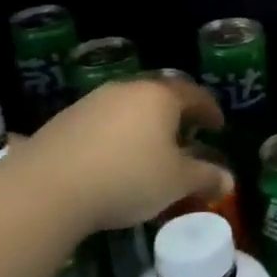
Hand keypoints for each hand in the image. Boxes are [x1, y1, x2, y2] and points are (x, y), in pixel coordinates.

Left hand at [4, 78, 229, 234]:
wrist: (48, 188)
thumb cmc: (128, 177)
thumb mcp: (176, 182)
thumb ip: (205, 177)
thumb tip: (228, 180)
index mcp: (160, 96)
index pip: (195, 95)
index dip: (210, 111)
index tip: (218, 127)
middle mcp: (128, 89)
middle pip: (160, 96)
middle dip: (176, 115)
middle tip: (186, 136)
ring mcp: (93, 101)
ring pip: (129, 107)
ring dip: (144, 124)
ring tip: (149, 150)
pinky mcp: (65, 119)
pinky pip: (103, 122)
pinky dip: (117, 135)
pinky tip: (113, 160)